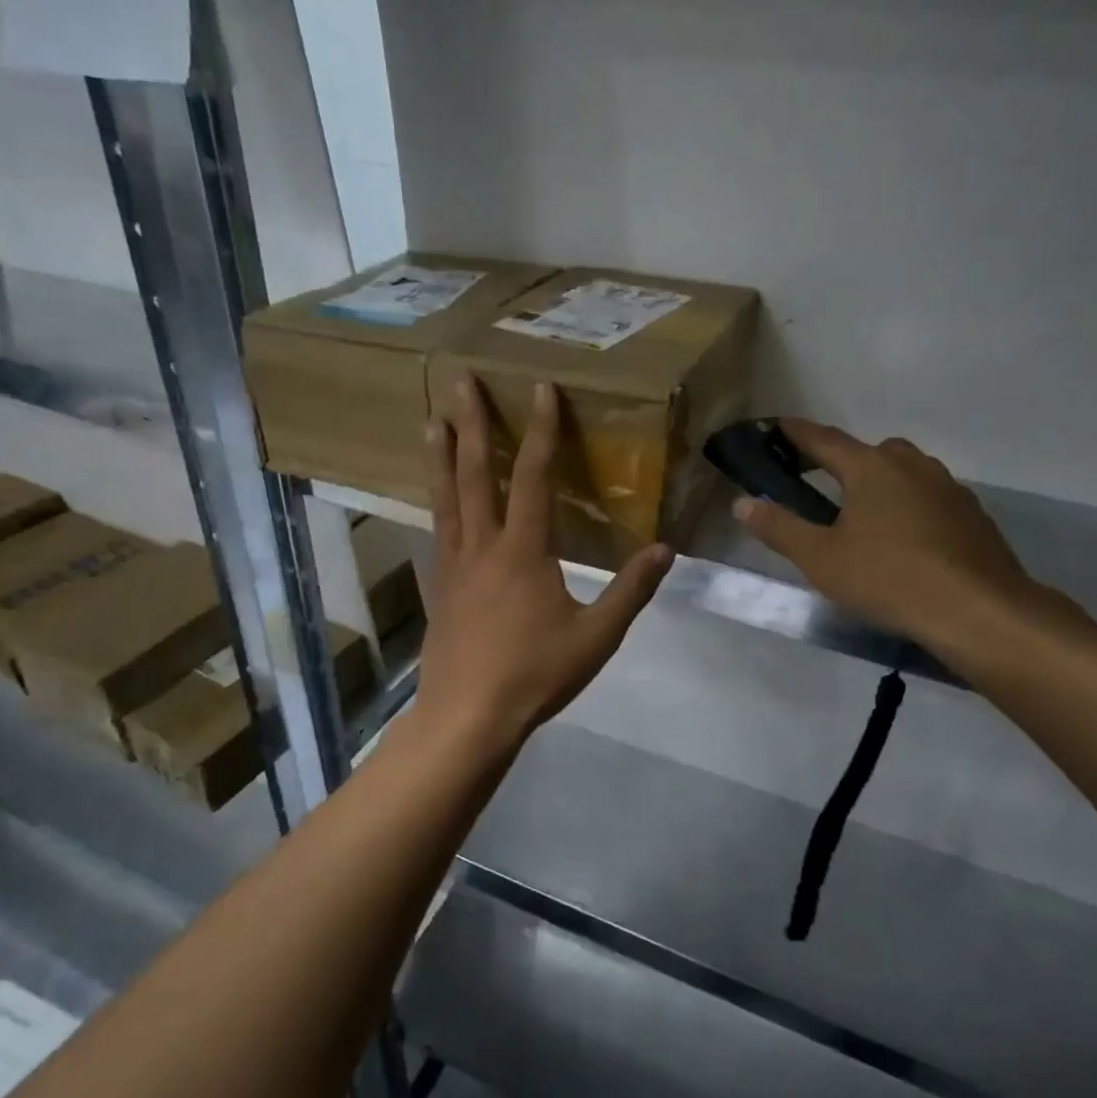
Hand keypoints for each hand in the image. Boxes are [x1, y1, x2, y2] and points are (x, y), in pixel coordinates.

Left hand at [415, 376, 670, 752]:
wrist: (468, 717)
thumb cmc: (534, 674)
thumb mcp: (596, 636)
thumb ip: (630, 591)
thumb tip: (664, 550)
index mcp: (524, 551)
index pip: (533, 476)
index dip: (541, 430)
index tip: (541, 390)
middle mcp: (483, 546)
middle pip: (474, 473)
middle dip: (471, 422)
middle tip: (460, 380)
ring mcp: (453, 565)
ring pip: (446, 498)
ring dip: (441, 455)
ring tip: (432, 420)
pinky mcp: (439, 587)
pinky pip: (438, 530)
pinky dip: (436, 502)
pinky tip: (435, 498)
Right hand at [732, 421, 1067, 659]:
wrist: (979, 611)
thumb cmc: (889, 578)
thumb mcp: (820, 558)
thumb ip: (779, 528)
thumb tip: (742, 503)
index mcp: (871, 467)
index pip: (823, 439)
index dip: (796, 433)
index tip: (776, 426)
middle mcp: (911, 465)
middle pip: (868, 452)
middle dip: (841, 461)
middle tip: (818, 482)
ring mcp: (948, 487)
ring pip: (904, 473)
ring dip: (879, 483)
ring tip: (862, 515)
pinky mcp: (972, 514)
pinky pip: (929, 498)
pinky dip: (909, 506)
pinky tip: (905, 540)